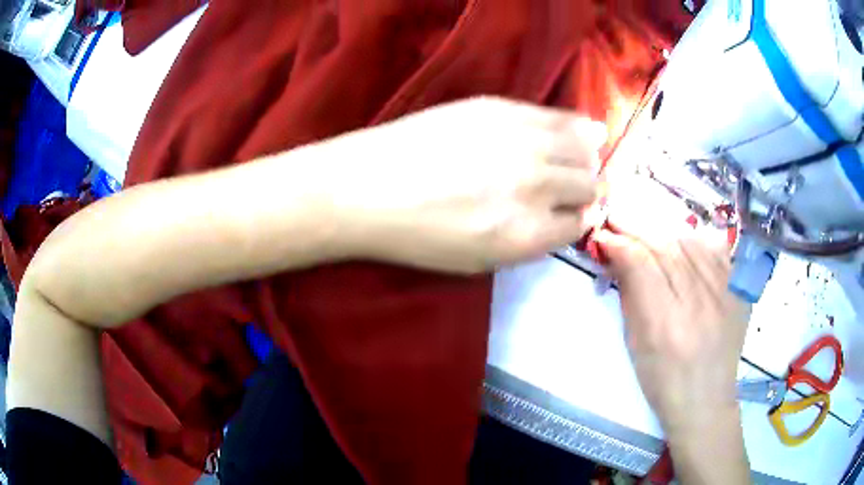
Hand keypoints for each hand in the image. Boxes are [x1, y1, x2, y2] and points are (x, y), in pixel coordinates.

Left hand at [319, 97, 606, 273]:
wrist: (368, 186)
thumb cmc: (417, 235)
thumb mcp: (478, 261)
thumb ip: (531, 243)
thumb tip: (569, 217)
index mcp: (527, 234)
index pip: (580, 224)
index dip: (579, 219)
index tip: (573, 213)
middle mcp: (536, 187)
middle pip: (589, 185)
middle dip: (588, 190)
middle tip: (577, 187)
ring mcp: (522, 142)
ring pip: (584, 150)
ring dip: (588, 159)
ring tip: (580, 160)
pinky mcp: (505, 109)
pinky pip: (562, 118)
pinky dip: (580, 128)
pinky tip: (586, 130)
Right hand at [594, 181, 749, 435]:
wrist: (706, 400)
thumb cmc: (663, 382)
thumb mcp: (636, 346)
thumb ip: (630, 296)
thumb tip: (618, 255)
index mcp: (666, 325)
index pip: (641, 264)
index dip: (620, 243)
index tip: (603, 234)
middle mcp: (699, 302)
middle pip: (666, 246)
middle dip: (637, 226)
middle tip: (617, 216)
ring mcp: (724, 293)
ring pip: (691, 241)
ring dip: (663, 229)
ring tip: (645, 226)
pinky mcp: (738, 290)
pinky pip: (715, 250)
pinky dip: (693, 239)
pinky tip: (680, 238)